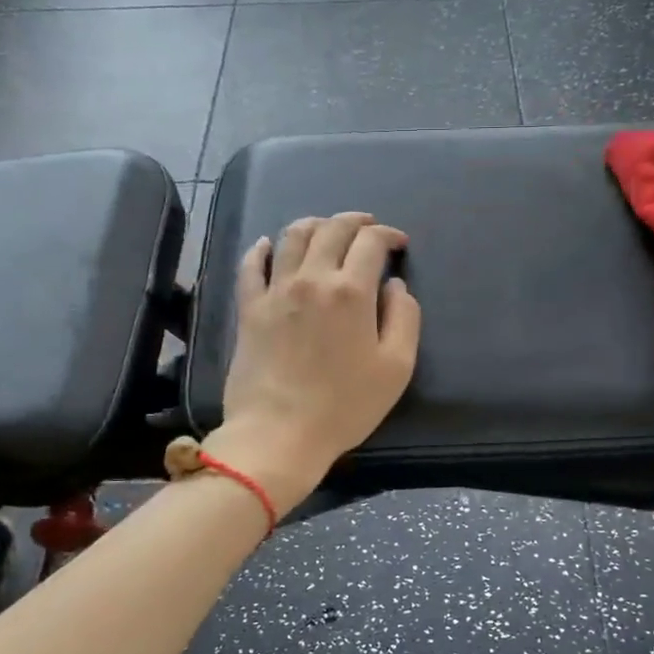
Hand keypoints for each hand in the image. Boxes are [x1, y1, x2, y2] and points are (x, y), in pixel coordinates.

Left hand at [209, 212, 421, 513]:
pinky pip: (251, 265)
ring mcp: (275, 291)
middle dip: (355, 221)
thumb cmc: (345, 405)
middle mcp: (312, 279)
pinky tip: (268, 245)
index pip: (371, 242)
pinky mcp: (249, 309)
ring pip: (292, 236)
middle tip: (368, 227)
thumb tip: (395, 285)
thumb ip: (405, 317)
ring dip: (314, 224)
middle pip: (332, 229)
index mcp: (351, 291)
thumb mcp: (396, 367)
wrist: (279, 432)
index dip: (388, 235)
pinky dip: (262, 248)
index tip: (398, 244)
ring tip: (326, 229)